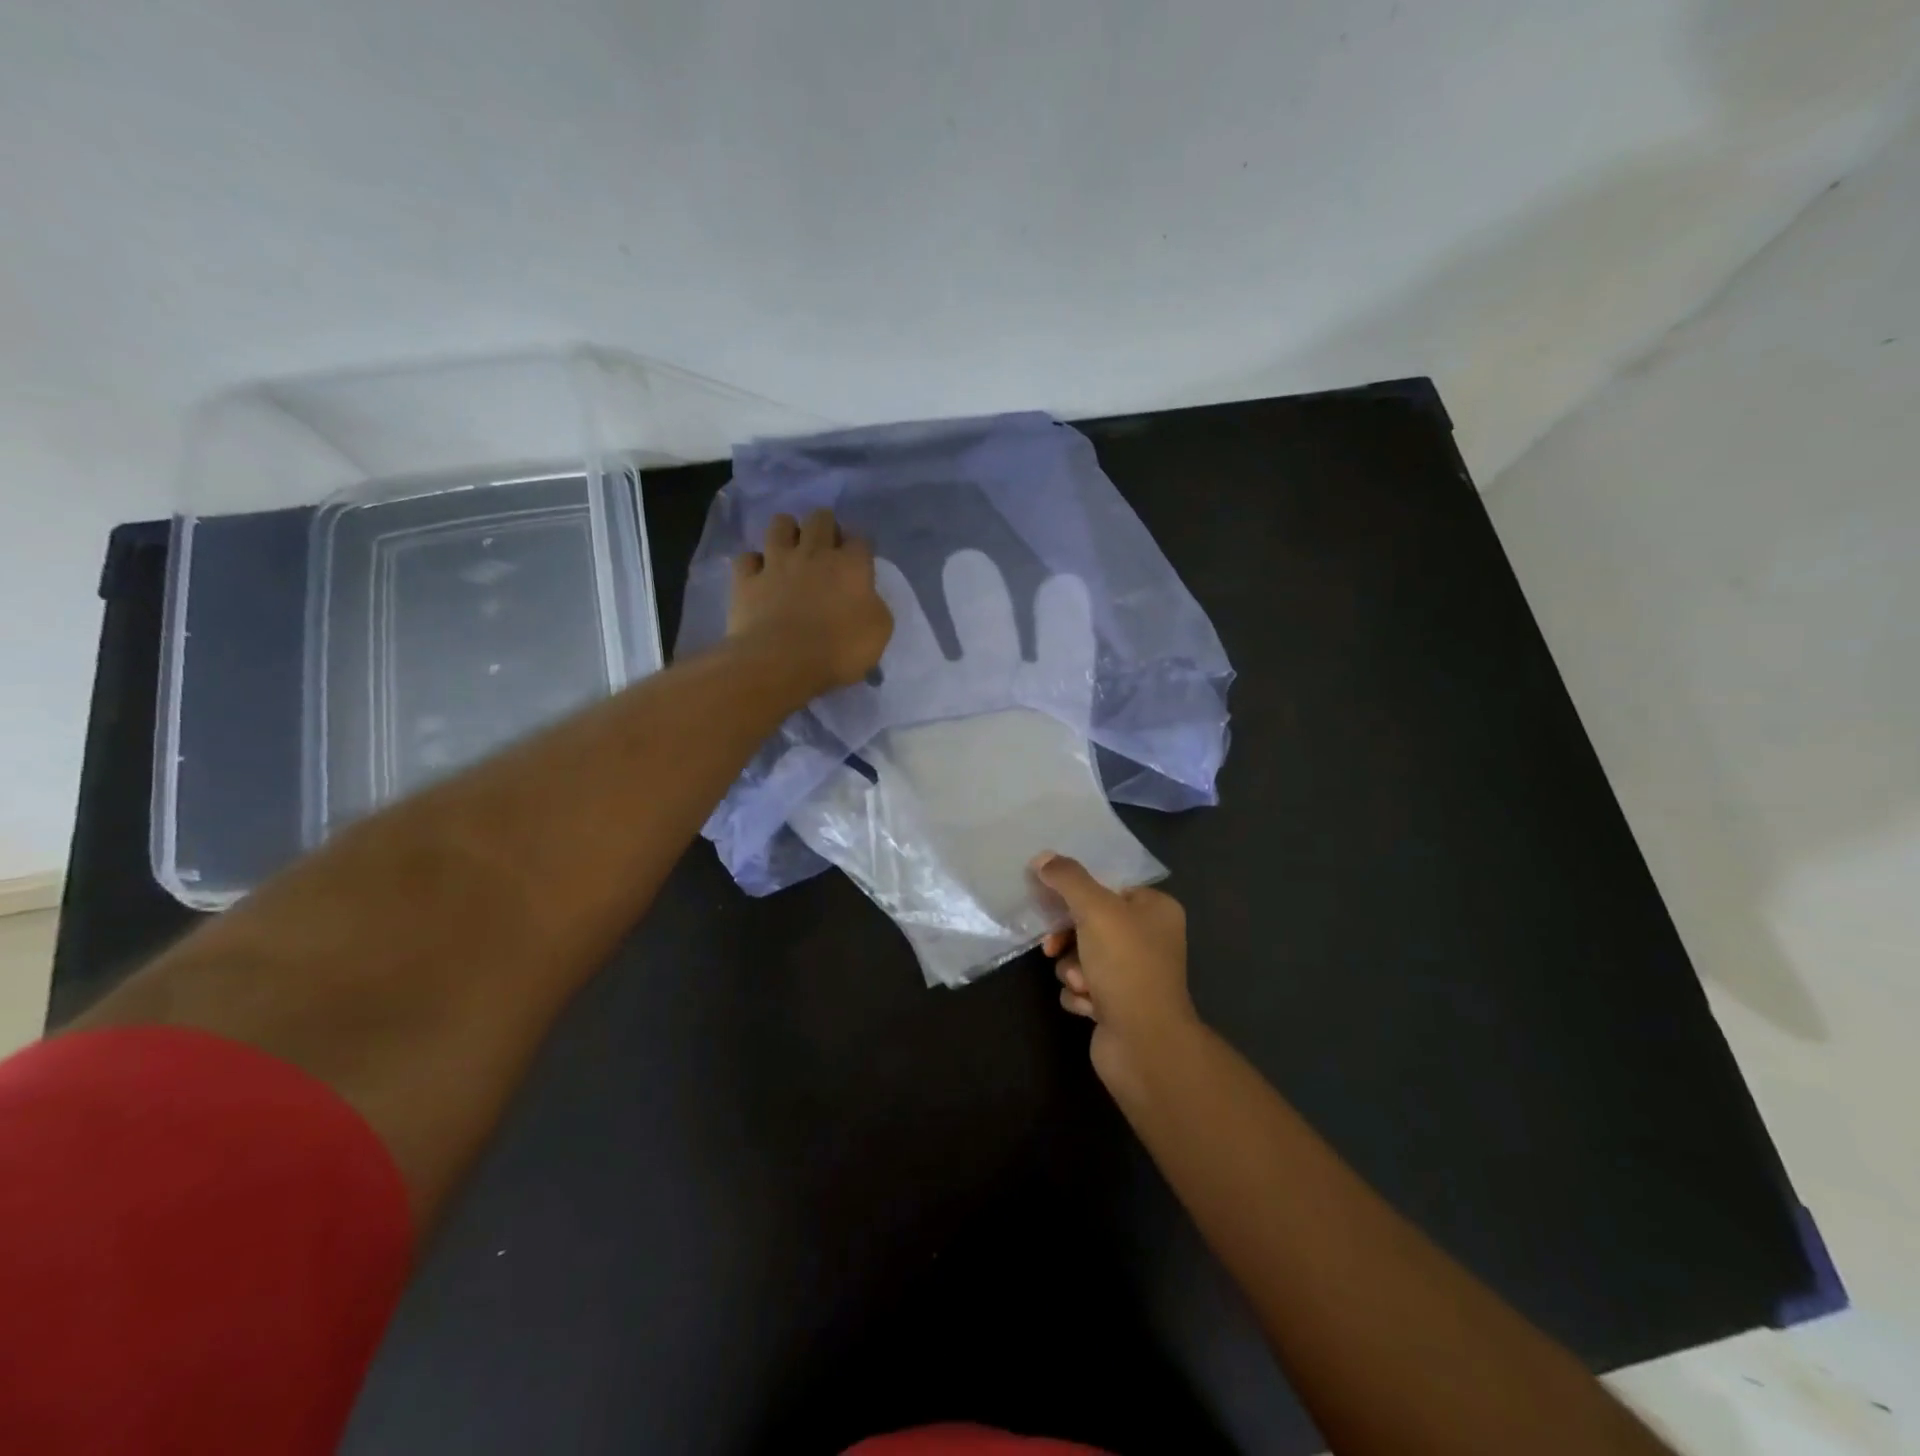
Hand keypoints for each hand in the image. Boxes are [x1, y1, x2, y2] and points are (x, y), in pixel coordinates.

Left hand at [728, 509, 892, 695]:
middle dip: (825, 526)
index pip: (860, 540)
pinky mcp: (747, 579)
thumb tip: (867, 598)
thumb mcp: (879, 633)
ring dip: (787, 531)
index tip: (858, 563)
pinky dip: (753, 563)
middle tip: (826, 548)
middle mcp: (814, 553)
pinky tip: (759, 574)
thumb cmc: (838, 650)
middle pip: (821, 519)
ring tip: (791, 548)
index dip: (860, 548)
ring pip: (780, 525)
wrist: (782, 662)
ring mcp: (776, 563)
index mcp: (851, 565)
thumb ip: (876, 607)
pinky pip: (747, 558)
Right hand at [1035, 853, 1200, 1084]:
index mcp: (1156, 909)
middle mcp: (1149, 938)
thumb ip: (1068, 879)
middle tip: (1053, 946)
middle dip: (1068, 938)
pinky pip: (1082, 986)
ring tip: (1083, 984)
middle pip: (1090, 921)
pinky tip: (1089, 1005)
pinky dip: (1079, 994)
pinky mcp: (1118, 1004)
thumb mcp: (1096, 910)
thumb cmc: (1126, 966)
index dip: (1076, 893)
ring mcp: (1133, 973)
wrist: (1144, 1044)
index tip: (1049, 900)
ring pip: (1081, 955)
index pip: (1108, 886)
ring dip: (1072, 968)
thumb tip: (1043, 858)